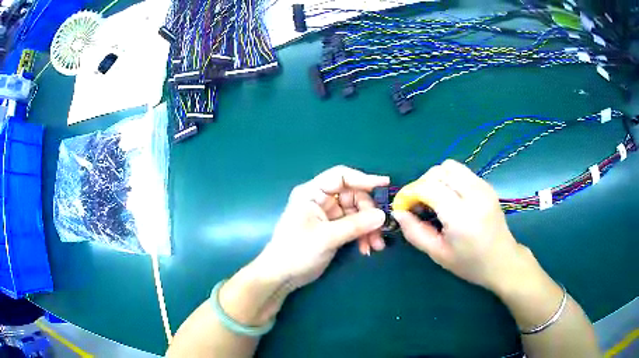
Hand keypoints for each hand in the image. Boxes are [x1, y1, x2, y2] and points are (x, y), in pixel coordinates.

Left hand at [255, 165, 388, 289]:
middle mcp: (321, 199)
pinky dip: (362, 235)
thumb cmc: (297, 251)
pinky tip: (367, 249)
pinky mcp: (333, 229)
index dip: (363, 178)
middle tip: (381, 229)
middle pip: (353, 196)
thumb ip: (355, 225)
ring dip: (369, 228)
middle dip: (369, 213)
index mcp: (312, 192)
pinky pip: (354, 226)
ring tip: (376, 246)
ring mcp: (328, 215)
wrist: (282, 276)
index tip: (385, 185)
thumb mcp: (327, 237)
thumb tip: (383, 215)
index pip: (341, 177)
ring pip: (356, 213)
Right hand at [392, 159, 526, 291]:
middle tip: (419, 204)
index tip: (403, 205)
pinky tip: (449, 198)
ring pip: (451, 166)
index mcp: (461, 216)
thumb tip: (398, 212)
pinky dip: (449, 179)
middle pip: (440, 171)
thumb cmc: (469, 263)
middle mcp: (474, 195)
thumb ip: (414, 232)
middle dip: (423, 183)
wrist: (502, 261)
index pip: (429, 187)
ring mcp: (483, 187)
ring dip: (436, 178)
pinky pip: (462, 172)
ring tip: (433, 198)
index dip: (410, 192)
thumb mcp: (438, 254)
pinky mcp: (487, 186)